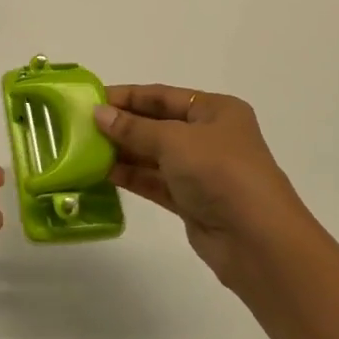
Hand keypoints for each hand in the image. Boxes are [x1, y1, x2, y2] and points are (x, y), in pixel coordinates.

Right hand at [95, 85, 312, 291]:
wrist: (259, 242)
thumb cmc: (221, 173)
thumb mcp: (174, 141)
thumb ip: (134, 128)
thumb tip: (98, 114)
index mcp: (215, 110)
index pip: (162, 96)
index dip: (127, 96)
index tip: (91, 99)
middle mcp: (210, 136)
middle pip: (157, 124)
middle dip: (122, 125)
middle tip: (80, 125)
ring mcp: (202, 171)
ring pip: (154, 155)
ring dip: (122, 152)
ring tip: (84, 149)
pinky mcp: (192, 202)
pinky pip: (155, 182)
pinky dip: (131, 176)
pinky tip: (102, 173)